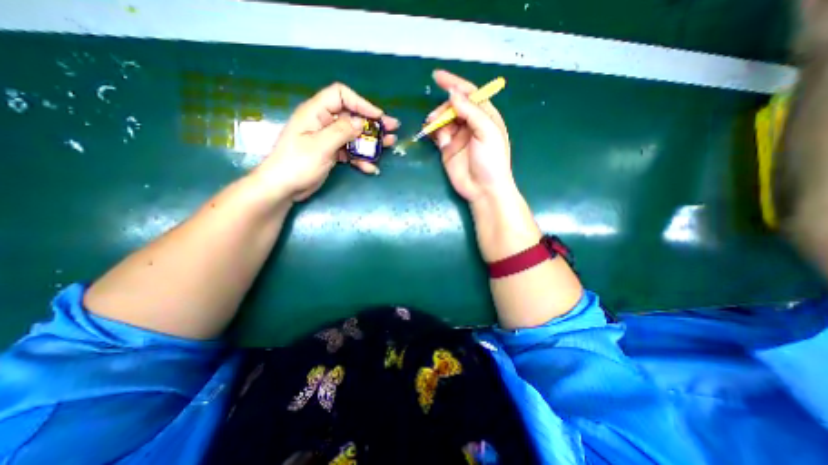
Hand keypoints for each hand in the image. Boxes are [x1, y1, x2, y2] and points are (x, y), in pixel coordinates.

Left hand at [256, 82, 399, 201]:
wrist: (284, 187)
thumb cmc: (297, 163)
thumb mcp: (320, 146)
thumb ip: (341, 132)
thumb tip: (360, 122)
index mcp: (316, 112)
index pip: (341, 96)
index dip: (361, 103)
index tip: (378, 116)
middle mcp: (323, 122)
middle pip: (352, 117)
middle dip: (372, 123)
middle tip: (392, 128)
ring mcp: (328, 139)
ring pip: (354, 136)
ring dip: (371, 141)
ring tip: (389, 145)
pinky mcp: (331, 154)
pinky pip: (350, 152)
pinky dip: (361, 159)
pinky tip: (371, 168)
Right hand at [431, 68, 515, 203]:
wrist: (483, 189)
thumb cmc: (491, 160)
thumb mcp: (487, 131)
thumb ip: (470, 111)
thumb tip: (452, 94)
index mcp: (485, 116)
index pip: (469, 94)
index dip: (454, 83)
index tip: (437, 76)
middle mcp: (471, 124)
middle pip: (454, 106)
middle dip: (443, 107)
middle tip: (436, 117)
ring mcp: (458, 137)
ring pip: (444, 120)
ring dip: (436, 119)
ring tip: (431, 125)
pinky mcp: (448, 149)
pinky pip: (438, 135)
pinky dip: (433, 131)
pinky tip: (431, 133)